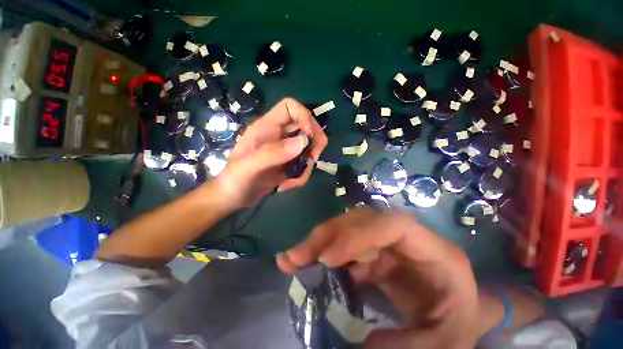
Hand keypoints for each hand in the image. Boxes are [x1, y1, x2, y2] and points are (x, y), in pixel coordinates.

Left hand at [213, 98, 327, 209]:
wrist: (233, 198)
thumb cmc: (234, 180)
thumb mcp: (248, 166)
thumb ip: (273, 152)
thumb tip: (304, 141)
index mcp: (266, 127)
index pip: (290, 106)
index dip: (304, 117)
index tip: (308, 138)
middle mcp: (278, 135)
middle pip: (307, 127)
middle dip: (314, 144)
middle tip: (311, 159)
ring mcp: (285, 150)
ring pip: (309, 149)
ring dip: (306, 166)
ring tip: (293, 181)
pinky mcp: (289, 164)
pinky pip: (305, 165)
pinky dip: (301, 176)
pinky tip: (287, 185)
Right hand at [276, 208, 480, 348]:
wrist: (453, 310)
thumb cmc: (455, 320)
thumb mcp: (445, 342)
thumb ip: (408, 346)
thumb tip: (358, 344)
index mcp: (431, 249)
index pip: (392, 225)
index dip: (358, 234)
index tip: (328, 258)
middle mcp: (404, 237)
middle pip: (361, 220)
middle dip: (328, 235)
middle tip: (297, 256)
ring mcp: (385, 241)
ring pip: (347, 228)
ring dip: (319, 241)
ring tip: (293, 258)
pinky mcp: (372, 250)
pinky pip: (343, 244)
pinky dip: (322, 250)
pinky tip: (304, 260)